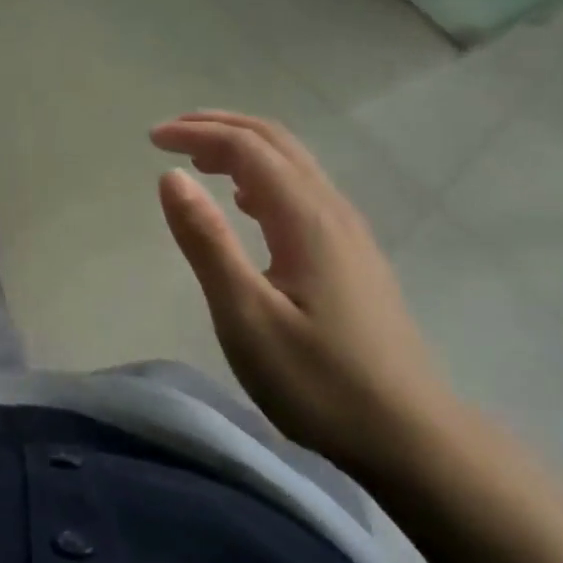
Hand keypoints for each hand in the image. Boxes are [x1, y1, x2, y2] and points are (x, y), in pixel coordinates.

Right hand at [151, 111, 459, 475]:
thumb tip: (171, 177)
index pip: (247, 148)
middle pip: (276, 142)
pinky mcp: (353, 256)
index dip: (197, 134)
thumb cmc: (318, 380)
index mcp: (306, 218)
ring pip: (293, 165)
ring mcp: (349, 233)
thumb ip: (207, 241)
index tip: (152, 139)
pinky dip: (263, 177)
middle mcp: (332, 211)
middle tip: (171, 135)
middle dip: (220, 127)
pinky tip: (245, 203)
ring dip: (243, 148)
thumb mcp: (246, 316)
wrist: (410, 435)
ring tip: (199, 160)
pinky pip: (303, 191)